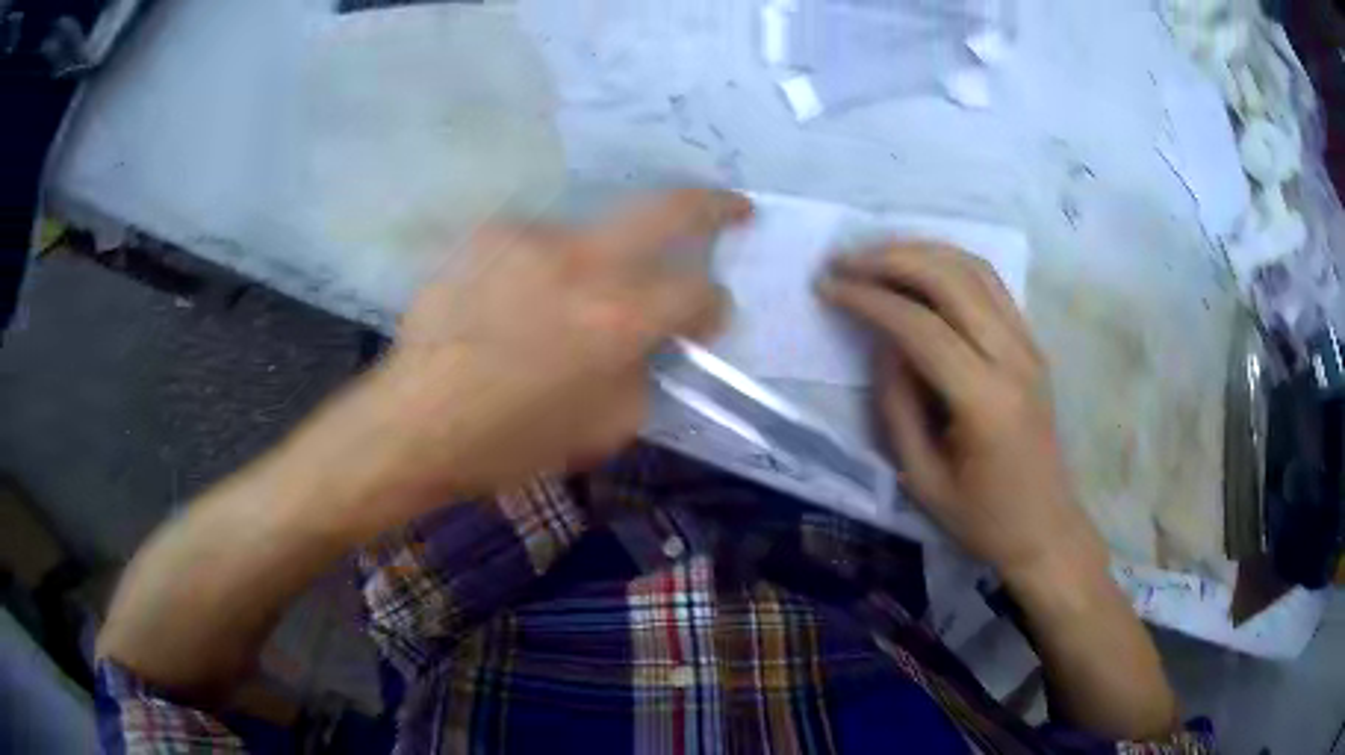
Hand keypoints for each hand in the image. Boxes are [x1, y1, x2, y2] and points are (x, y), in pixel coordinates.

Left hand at [358, 189, 751, 512]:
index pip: (698, 292)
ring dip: (596, 268)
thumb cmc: (510, 442)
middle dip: (712, 206)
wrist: (413, 423)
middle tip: (732, 208)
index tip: (707, 318)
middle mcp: (583, 259)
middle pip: (668, 209)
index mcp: (620, 317)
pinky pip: (536, 249)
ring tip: (559, 313)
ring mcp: (531, 237)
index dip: (714, 306)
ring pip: (590, 238)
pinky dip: (542, 273)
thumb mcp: (604, 428)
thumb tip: (654, 344)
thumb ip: (646, 374)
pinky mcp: (488, 235)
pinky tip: (512, 308)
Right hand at [820, 243, 1107, 584]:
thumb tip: (882, 343)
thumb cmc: (983, 518)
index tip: (829, 286)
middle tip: (845, 260)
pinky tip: (921, 267)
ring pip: (974, 268)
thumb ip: (897, 405)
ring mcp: (1029, 344)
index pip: (921, 326)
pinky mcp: (1032, 343)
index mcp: (985, 400)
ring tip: (875, 255)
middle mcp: (1013, 357)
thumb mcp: (922, 478)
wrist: (1046, 528)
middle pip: (950, 279)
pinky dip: (950, 263)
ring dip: (920, 251)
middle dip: (890, 259)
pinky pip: (991, 283)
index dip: (870, 299)